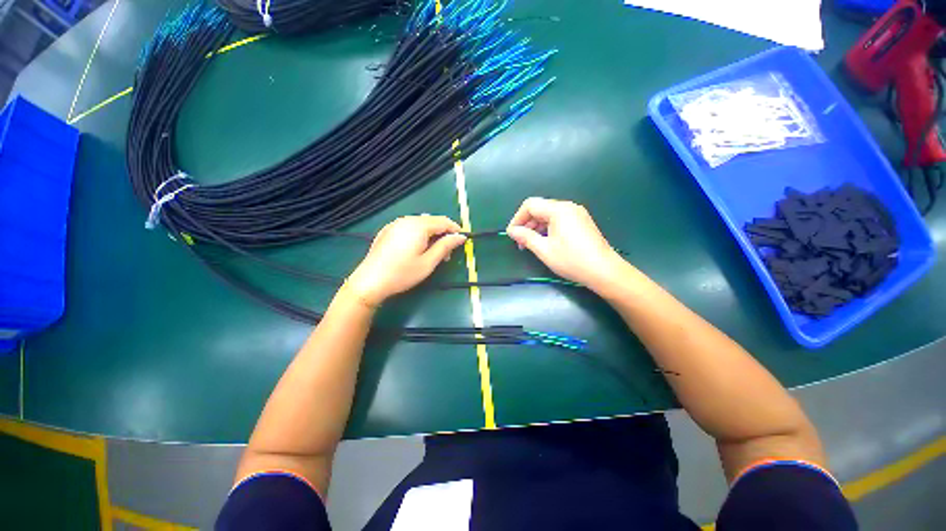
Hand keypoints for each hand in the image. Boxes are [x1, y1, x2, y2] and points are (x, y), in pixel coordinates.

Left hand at [345, 215, 466, 306]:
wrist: (370, 281)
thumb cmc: (402, 273)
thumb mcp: (428, 262)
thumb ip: (445, 246)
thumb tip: (460, 236)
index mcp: (418, 226)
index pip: (443, 221)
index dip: (455, 229)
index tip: (463, 240)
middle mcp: (406, 220)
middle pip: (432, 221)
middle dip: (443, 234)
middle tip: (448, 253)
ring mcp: (395, 224)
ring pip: (421, 224)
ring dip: (431, 235)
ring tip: (433, 253)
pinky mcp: (388, 230)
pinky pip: (409, 227)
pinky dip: (419, 235)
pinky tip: (417, 249)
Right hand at [506, 198, 627, 290]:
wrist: (604, 271)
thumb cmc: (572, 260)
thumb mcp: (544, 250)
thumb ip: (526, 237)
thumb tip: (512, 231)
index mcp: (558, 210)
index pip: (530, 205)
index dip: (517, 218)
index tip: (512, 234)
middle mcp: (568, 207)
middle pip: (540, 208)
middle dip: (527, 223)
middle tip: (519, 242)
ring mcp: (577, 214)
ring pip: (549, 215)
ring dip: (536, 227)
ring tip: (530, 244)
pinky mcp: (581, 222)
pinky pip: (559, 220)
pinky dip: (548, 229)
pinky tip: (545, 242)